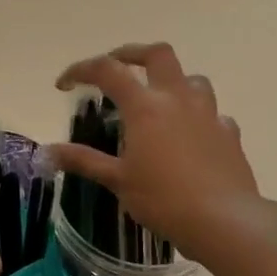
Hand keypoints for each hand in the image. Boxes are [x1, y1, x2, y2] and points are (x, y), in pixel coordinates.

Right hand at [50, 42, 262, 260]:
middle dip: (132, 54)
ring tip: (157, 99)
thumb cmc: (163, 199)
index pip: (107, 71)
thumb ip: (83, 160)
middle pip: (157, 54)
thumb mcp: (117, 181)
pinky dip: (197, 115)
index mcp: (145, 106)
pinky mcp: (229, 133)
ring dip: (171, 81)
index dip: (81, 70)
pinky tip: (190, 135)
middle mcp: (177, 99)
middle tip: (117, 66)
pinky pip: (212, 112)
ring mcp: (208, 113)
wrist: (225, 221)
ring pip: (191, 79)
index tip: (64, 84)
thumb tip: (47, 152)